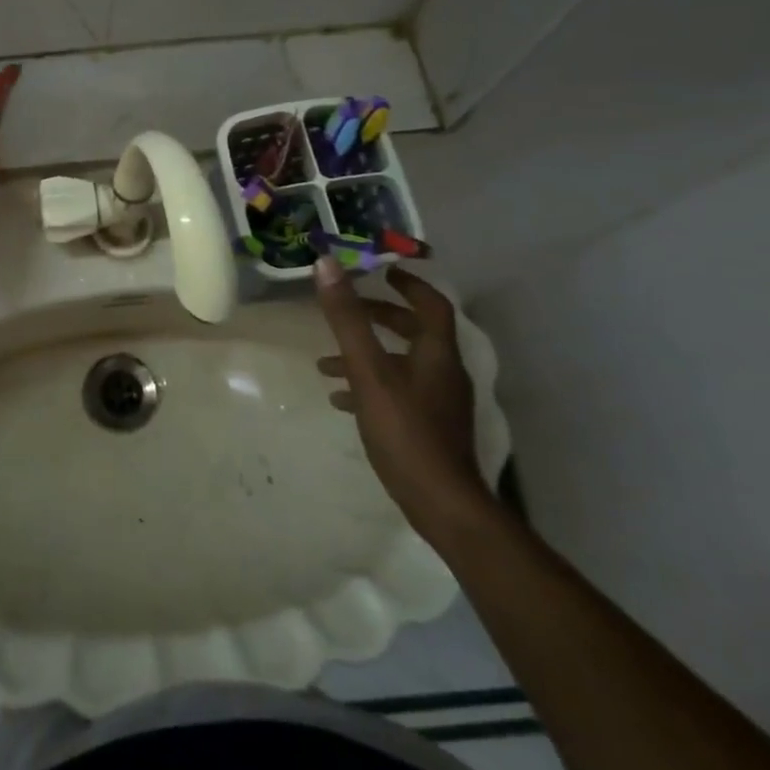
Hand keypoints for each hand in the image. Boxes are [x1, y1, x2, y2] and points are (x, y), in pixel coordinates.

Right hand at [314, 260, 494, 540]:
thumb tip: (327, 265)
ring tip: (325, 363)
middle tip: (348, 310)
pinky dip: (370, 385)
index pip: (430, 303)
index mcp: (437, 352)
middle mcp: (444, 372)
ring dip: (367, 354)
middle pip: (414, 332)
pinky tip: (340, 400)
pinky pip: (397, 392)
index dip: (408, 283)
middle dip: (379, 317)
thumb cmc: (405, 430)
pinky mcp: (429, 427)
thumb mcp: (369, 370)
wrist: (441, 504)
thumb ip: (348, 319)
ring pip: (401, 363)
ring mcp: (438, 402)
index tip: (381, 271)